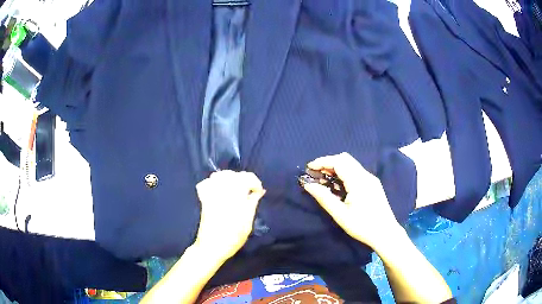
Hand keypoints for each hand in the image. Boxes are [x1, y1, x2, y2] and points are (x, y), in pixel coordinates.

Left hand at [194, 170, 265, 259]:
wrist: (211, 247)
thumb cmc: (233, 237)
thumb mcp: (248, 223)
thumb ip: (252, 204)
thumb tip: (259, 192)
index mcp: (235, 196)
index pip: (247, 178)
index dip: (255, 183)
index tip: (258, 192)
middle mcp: (222, 191)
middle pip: (233, 175)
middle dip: (243, 179)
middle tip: (248, 191)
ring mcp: (211, 194)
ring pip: (219, 176)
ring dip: (229, 178)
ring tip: (235, 188)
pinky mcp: (204, 199)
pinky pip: (206, 183)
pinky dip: (213, 182)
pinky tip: (219, 189)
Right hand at [303, 152, 403, 249]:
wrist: (385, 233)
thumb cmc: (362, 226)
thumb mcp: (340, 215)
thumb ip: (324, 198)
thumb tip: (308, 185)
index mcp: (359, 181)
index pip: (339, 161)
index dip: (322, 161)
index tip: (309, 168)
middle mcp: (366, 176)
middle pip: (345, 159)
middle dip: (328, 163)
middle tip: (316, 174)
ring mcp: (371, 179)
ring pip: (351, 164)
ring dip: (336, 168)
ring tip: (324, 180)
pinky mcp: (373, 184)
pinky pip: (356, 172)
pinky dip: (344, 173)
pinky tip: (338, 186)